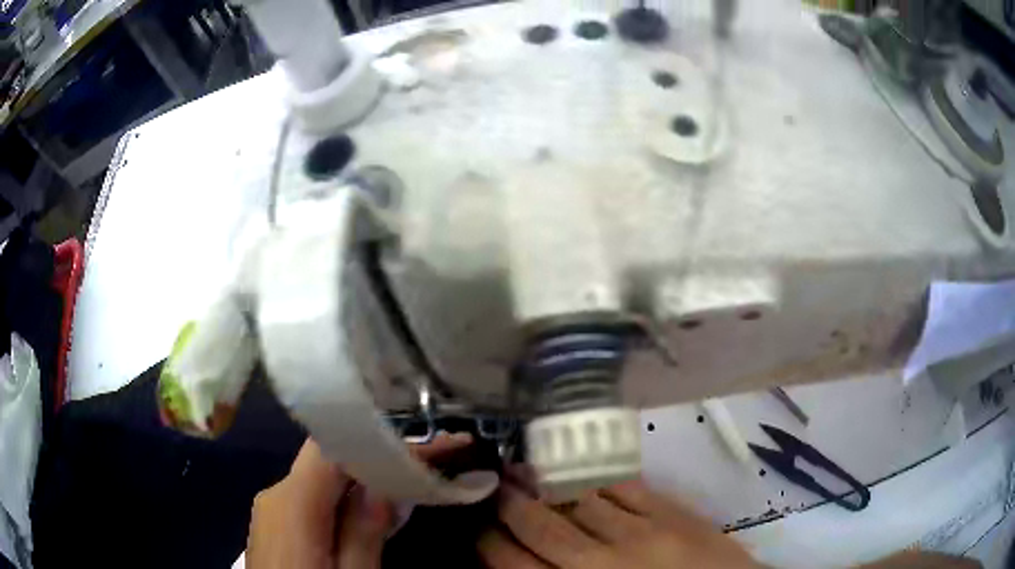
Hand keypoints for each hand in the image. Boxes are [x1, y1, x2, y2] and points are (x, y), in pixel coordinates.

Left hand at [247, 432, 471, 568]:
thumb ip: (363, 532)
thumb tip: (383, 484)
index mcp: (292, 503)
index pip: (332, 446)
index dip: (378, 438)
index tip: (425, 444)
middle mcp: (275, 493)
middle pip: (327, 459)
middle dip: (376, 459)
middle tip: (428, 467)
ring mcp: (271, 508)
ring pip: (321, 478)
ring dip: (363, 480)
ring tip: (408, 487)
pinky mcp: (274, 524)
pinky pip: (311, 497)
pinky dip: (343, 498)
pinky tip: (369, 512)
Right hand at [478, 480, 760, 568]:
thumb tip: (520, 562)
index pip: (515, 563)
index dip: (489, 540)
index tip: (474, 523)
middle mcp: (602, 562)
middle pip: (541, 526)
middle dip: (508, 504)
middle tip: (489, 484)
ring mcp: (641, 533)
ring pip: (578, 501)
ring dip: (543, 484)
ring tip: (518, 467)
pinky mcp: (673, 513)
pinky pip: (623, 488)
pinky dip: (594, 477)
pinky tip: (576, 467)